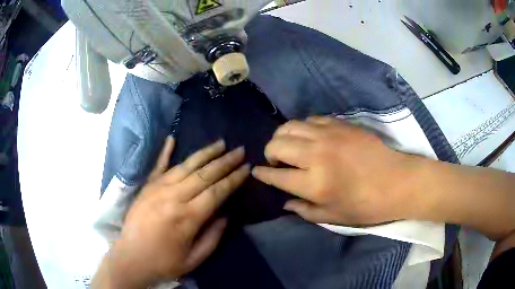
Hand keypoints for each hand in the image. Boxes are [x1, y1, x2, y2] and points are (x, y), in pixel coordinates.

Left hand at [105, 138, 249, 287]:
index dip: (233, 179)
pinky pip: (157, 166)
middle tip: (240, 150)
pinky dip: (165, 152)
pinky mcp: (146, 188)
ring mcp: (157, 189)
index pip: (217, 192)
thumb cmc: (164, 262)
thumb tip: (225, 215)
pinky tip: (172, 138)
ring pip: (185, 166)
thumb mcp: (195, 259)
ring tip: (220, 143)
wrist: (131, 258)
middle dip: (225, 161)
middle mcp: (173, 198)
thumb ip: (213, 237)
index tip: (246, 167)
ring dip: (204, 153)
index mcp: (187, 218)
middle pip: (204, 174)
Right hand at [252, 116, 420, 225]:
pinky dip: (302, 127)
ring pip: (290, 126)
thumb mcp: (334, 217)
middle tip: (276, 161)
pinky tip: (309, 137)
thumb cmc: (367, 205)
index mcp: (314, 184)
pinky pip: (310, 119)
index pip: (276, 175)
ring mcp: (329, 135)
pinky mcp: (340, 124)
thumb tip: (285, 202)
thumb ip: (305, 210)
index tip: (258, 172)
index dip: (263, 174)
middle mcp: (316, 155)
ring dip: (283, 136)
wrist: (398, 181)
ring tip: (289, 146)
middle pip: (277, 144)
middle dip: (269, 153)